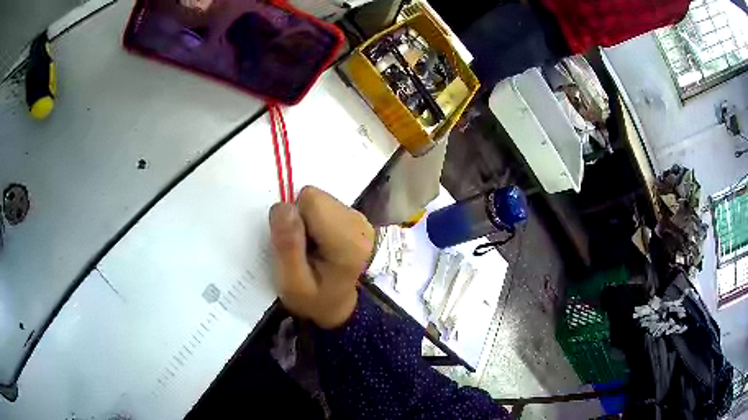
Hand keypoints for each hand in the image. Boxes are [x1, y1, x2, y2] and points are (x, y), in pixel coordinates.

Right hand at [269, 186, 375, 328]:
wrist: (341, 307)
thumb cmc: (315, 300)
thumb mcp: (292, 283)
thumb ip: (287, 245)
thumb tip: (283, 206)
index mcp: (347, 241)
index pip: (310, 199)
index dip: (293, 217)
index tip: (294, 244)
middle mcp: (359, 224)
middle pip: (315, 197)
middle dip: (300, 218)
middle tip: (302, 248)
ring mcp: (360, 219)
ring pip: (319, 200)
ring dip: (308, 220)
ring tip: (312, 248)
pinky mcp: (356, 218)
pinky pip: (326, 206)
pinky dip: (317, 221)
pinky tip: (321, 243)